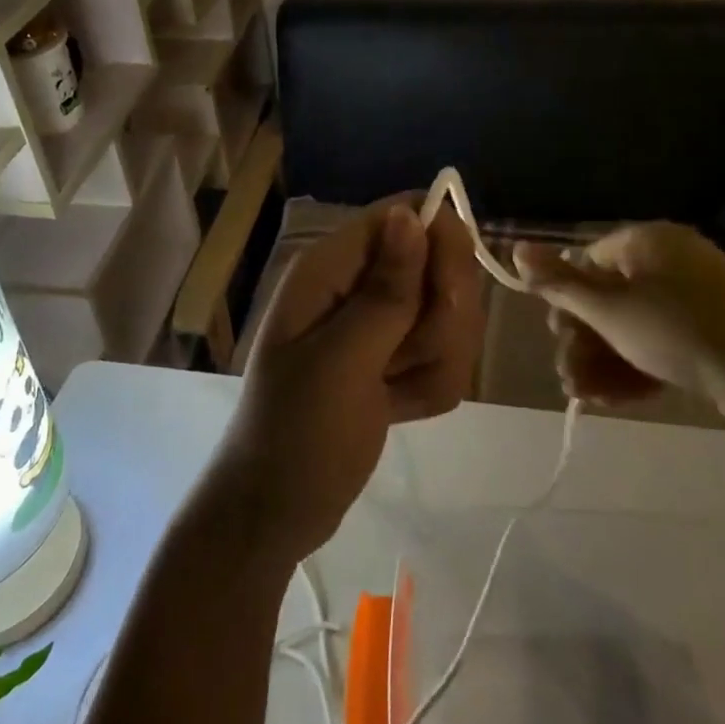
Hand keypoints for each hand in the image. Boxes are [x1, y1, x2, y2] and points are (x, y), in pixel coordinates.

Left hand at [204, 199, 483, 564]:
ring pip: (448, 315)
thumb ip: (386, 289)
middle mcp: (357, 284)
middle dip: (440, 319)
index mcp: (332, 268)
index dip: (441, 244)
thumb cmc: (297, 434)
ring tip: (394, 393)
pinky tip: (398, 409)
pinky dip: (430, 386)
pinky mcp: (395, 360)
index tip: (448, 297)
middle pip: (439, 264)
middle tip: (406, 359)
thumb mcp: (342, 361)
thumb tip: (409, 210)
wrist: (275, 513)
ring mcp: (378, 324)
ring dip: (436, 360)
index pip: (407, 214)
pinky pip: (444, 355)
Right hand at [512, 222, 724, 429]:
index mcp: (646, 241)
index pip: (589, 260)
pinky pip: (661, 340)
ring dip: (603, 360)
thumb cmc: (679, 332)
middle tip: (569, 377)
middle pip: (608, 296)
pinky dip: (636, 366)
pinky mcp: (713, 331)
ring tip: (586, 396)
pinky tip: (617, 399)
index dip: (567, 299)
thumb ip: (560, 282)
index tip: (557, 336)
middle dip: (583, 340)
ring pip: (632, 325)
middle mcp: (670, 260)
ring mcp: (696, 296)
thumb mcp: (610, 310)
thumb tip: (516, 247)